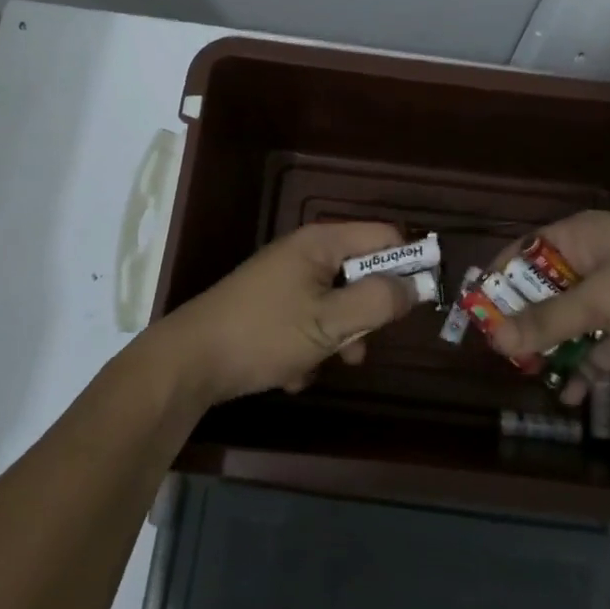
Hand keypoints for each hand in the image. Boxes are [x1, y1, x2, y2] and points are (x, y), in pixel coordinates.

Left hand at [153, 222, 419, 404]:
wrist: (189, 363)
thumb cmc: (263, 334)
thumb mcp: (329, 322)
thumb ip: (377, 302)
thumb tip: (414, 287)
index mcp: (322, 242)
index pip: (386, 237)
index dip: (409, 264)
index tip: (420, 301)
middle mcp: (306, 253)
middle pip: (362, 274)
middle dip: (365, 315)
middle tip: (358, 346)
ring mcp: (287, 280)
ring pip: (338, 305)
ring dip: (337, 339)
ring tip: (319, 365)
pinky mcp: (273, 306)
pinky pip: (311, 321)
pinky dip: (309, 347)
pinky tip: (290, 371)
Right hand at [489, 211, 609, 403]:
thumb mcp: (601, 300)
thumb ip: (548, 321)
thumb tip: (496, 339)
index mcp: (584, 238)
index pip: (529, 250)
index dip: (502, 276)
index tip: (477, 307)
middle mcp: (594, 265)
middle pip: (544, 291)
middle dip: (522, 319)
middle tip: (497, 348)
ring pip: (567, 324)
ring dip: (548, 348)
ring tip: (524, 374)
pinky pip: (594, 352)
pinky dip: (580, 371)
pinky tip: (567, 394)